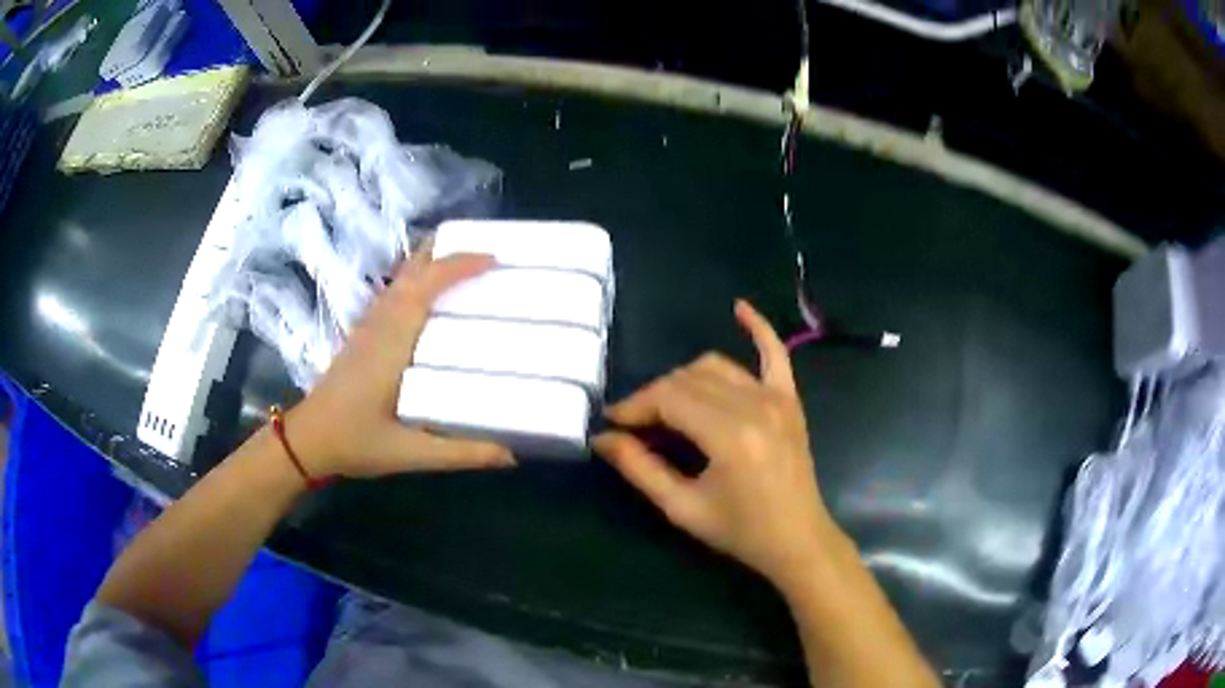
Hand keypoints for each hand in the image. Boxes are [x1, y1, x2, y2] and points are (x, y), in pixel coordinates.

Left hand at [288, 250, 514, 477]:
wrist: (307, 440)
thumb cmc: (355, 441)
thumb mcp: (409, 453)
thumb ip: (460, 453)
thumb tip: (512, 455)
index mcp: (392, 341)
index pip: (426, 285)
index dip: (459, 265)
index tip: (494, 260)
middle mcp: (380, 322)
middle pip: (413, 269)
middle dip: (449, 251)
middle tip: (489, 254)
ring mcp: (369, 324)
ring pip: (402, 277)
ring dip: (433, 263)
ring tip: (469, 265)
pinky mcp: (364, 333)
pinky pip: (395, 291)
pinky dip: (418, 279)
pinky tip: (433, 294)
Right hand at [593, 300, 845, 588]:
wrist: (797, 540)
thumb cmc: (740, 531)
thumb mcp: (683, 507)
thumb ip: (640, 468)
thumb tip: (603, 438)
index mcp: (729, 435)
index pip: (668, 398)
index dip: (634, 406)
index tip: (612, 423)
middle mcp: (754, 405)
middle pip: (686, 379)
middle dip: (653, 397)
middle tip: (634, 425)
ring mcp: (776, 398)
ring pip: (715, 366)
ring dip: (683, 378)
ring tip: (666, 406)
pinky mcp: (789, 399)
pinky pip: (775, 353)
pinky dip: (758, 328)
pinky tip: (739, 308)